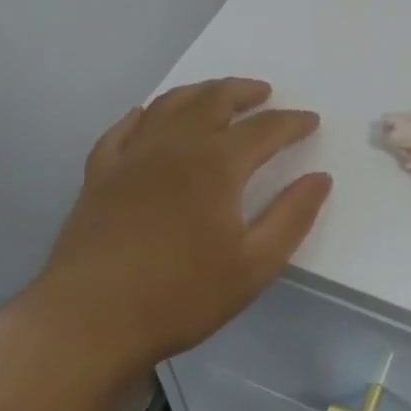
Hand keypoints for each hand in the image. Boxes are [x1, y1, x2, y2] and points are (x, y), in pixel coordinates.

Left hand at [26, 78, 330, 372]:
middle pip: (215, 99)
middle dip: (245, 91)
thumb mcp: (253, 266)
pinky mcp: (100, 173)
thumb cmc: (180, 295)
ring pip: (170, 105)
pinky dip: (142, 115)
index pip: (265, 129)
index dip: (292, 122)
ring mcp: (133, 155)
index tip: (310, 121)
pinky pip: (123, 130)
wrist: (90, 319)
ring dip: (200, 92)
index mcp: (217, 164)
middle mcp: (176, 145)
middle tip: (264, 92)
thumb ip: (292, 217)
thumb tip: (320, 178)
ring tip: (216, 94)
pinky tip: (147, 116)